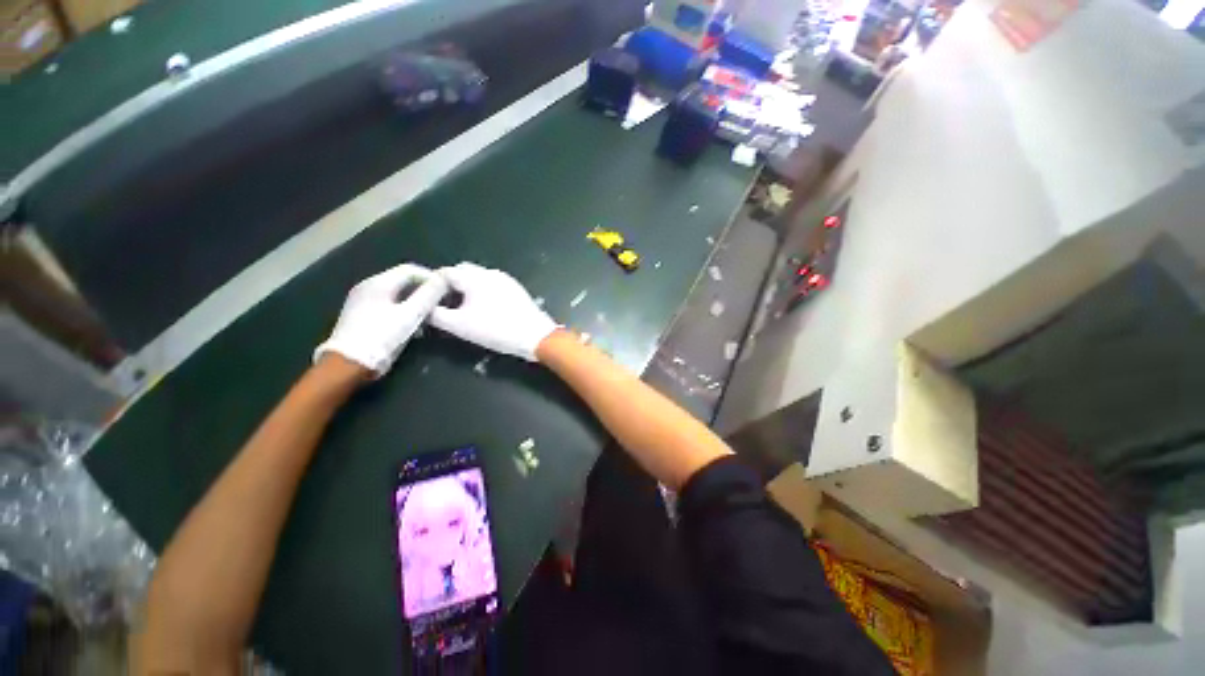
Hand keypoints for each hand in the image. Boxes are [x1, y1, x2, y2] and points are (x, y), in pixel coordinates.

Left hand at [314, 264, 447, 375]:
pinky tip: (412, 325)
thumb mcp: (411, 315)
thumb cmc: (382, 337)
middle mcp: (368, 286)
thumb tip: (444, 279)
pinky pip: (387, 305)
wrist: (348, 364)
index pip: (410, 269)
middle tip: (441, 304)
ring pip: (396, 294)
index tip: (447, 291)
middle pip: (403, 281)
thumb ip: (429, 295)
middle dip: (424, 291)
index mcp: (379, 283)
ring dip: (415, 302)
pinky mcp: (360, 314)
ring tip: (430, 316)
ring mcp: (362, 300)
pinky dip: (403, 310)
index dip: (431, 277)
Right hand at [431, 263, 557, 360]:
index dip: (433, 283)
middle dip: (451, 284)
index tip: (428, 299)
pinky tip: (484, 308)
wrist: (535, 336)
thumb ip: (436, 315)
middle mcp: (490, 273)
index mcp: (474, 277)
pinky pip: (493, 284)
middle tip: (445, 303)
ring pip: (479, 278)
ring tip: (463, 307)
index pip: (445, 272)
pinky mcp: (516, 289)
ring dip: (468, 287)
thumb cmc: (496, 330)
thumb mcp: (460, 326)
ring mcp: (506, 280)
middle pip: (463, 271)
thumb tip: (424, 308)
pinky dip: (483, 291)